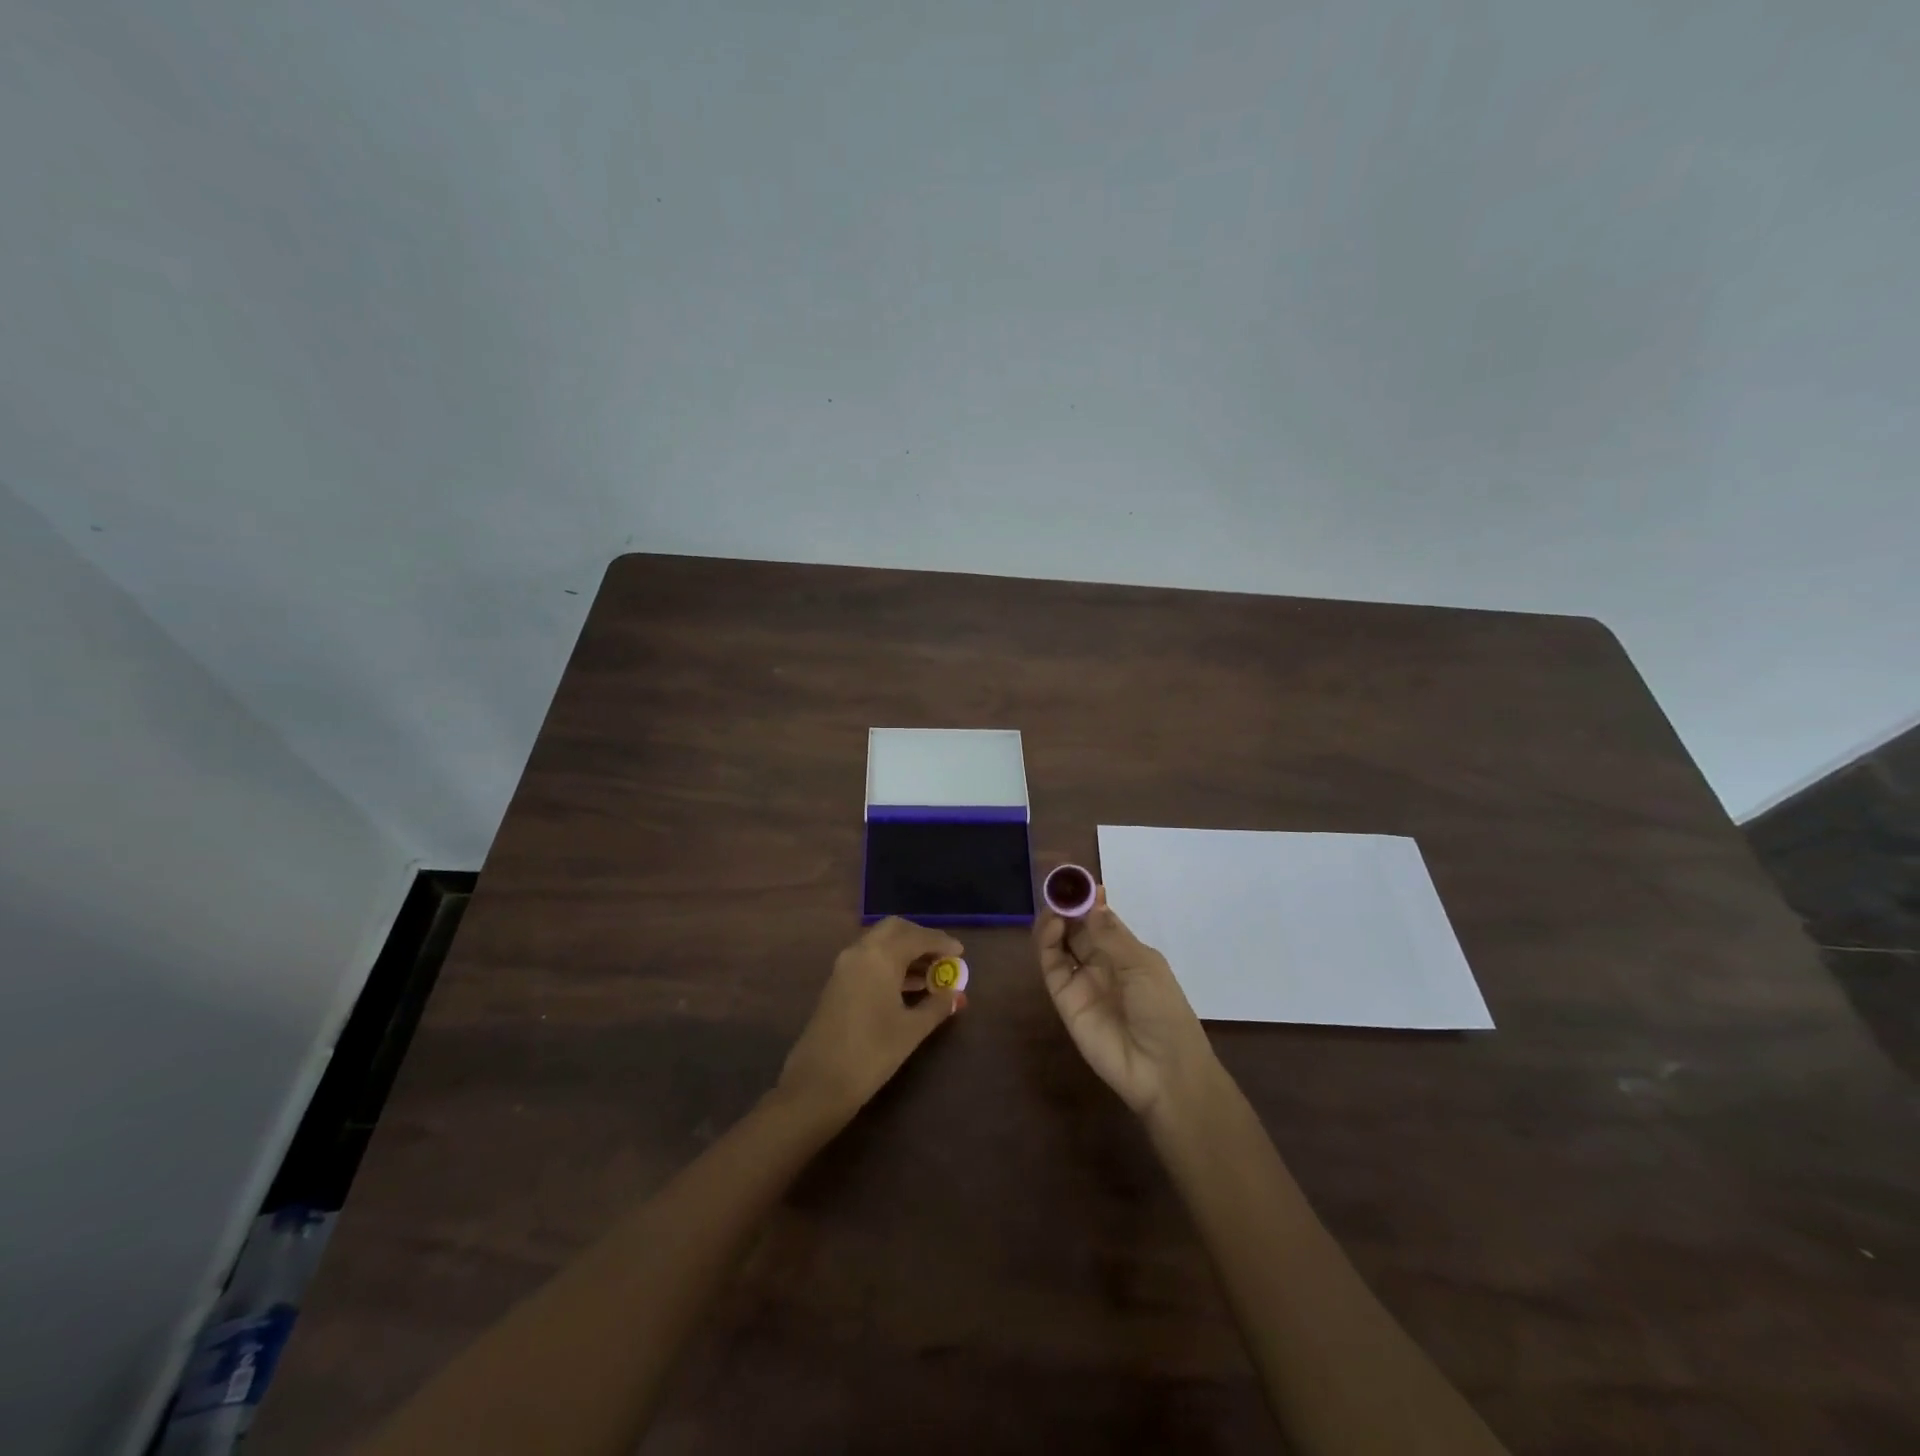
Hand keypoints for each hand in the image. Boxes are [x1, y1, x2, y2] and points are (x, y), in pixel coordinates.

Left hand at [777, 918, 966, 1118]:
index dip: (941, 942)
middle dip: (920, 938)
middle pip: (895, 930)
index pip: (917, 937)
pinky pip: (869, 960)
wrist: (817, 1084)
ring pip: (880, 944)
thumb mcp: (911, 1030)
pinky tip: (908, 987)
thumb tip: (956, 994)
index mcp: (880, 956)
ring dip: (905, 952)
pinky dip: (890, 964)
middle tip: (942, 956)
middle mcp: (860, 952)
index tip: (961, 953)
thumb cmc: (871, 1053)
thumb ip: (936, 1006)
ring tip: (931, 974)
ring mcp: (844, 967)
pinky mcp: (837, 984)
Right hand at [1035, 885, 1217, 1119]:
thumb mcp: (1142, 965)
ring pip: (1060, 943)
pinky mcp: (1064, 999)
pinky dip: (1047, 942)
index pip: (1101, 919)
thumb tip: (1092, 898)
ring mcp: (1082, 981)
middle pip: (1077, 928)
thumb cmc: (1163, 1011)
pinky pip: (1052, 965)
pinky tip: (1053, 924)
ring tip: (1054, 904)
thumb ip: (1110, 933)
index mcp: (1127, 953)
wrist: (1162, 1070)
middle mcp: (1102, 963)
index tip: (1077, 878)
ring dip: (1055, 920)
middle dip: (1068, 905)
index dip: (1089, 900)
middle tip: (1058, 886)